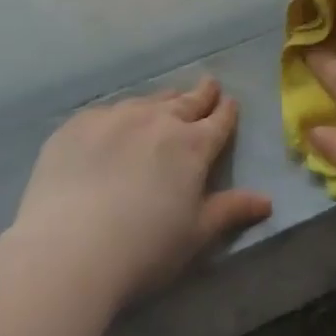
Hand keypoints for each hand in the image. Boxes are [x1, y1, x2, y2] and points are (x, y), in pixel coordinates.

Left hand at [14, 75, 272, 301]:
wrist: (69, 249)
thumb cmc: (145, 248)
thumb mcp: (196, 235)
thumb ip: (231, 211)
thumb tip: (266, 201)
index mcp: (193, 146)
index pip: (218, 120)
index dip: (226, 111)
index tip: (229, 102)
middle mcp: (158, 121)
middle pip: (185, 101)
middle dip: (200, 94)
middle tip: (208, 85)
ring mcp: (115, 117)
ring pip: (147, 101)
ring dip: (161, 102)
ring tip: (165, 103)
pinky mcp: (78, 124)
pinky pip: (107, 112)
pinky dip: (120, 116)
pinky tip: (114, 127)